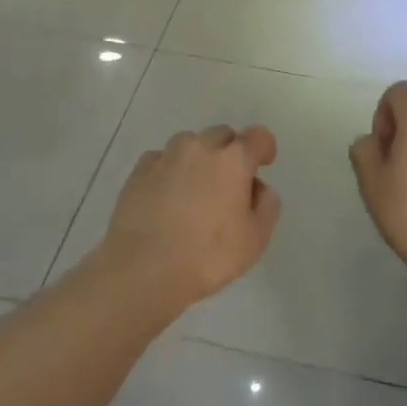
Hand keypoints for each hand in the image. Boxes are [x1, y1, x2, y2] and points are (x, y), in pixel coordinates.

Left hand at [100, 125, 280, 313]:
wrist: (142, 270)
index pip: (258, 136)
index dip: (264, 147)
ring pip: (190, 143)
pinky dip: (169, 170)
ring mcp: (166, 155)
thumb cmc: (207, 256)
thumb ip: (266, 205)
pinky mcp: (139, 170)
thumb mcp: (255, 239)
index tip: (264, 163)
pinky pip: (162, 159)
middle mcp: (200, 147)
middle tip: (228, 184)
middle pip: (223, 135)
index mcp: (233, 160)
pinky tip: (166, 196)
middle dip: (231, 152)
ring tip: (194, 190)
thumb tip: (257, 187)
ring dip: (198, 158)